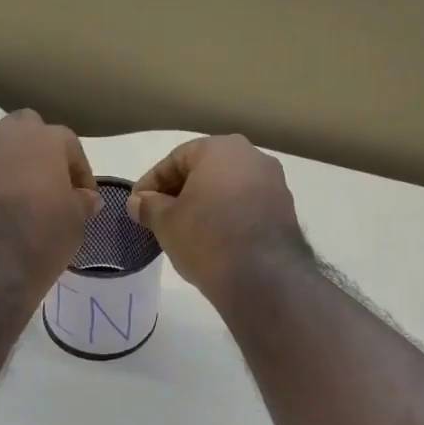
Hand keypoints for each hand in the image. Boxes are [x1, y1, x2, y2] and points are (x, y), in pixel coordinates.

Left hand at [0, 110, 99, 316]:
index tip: (80, 196)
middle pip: (23, 125)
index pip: (68, 143)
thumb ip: (81, 202)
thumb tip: (86, 196)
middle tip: (36, 183)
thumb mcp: (75, 226)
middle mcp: (4, 133)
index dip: (76, 170)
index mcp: (45, 142)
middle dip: (32, 149)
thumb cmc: (39, 246)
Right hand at [126, 136, 309, 305]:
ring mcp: (274, 183)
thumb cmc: (206, 237)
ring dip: (205, 205)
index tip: (137, 205)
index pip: (176, 159)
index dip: (152, 183)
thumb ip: (149, 206)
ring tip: (186, 231)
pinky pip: (247, 207)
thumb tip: (138, 202)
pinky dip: (228, 218)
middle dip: (180, 192)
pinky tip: (214, 240)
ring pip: (228, 189)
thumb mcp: (166, 222)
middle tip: (159, 217)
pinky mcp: (285, 211)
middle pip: (205, 171)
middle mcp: (252, 156)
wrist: (262, 275)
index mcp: (220, 148)